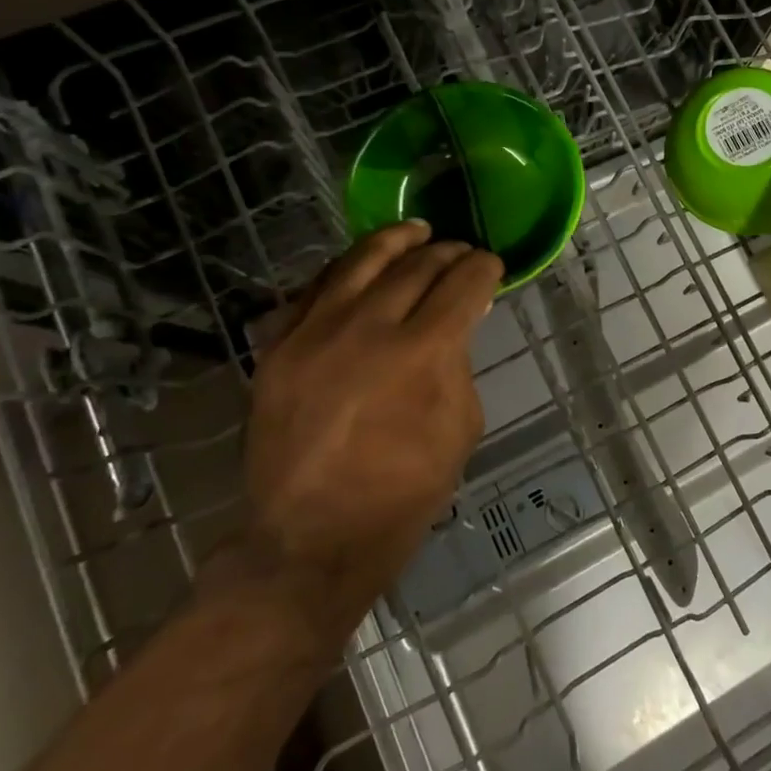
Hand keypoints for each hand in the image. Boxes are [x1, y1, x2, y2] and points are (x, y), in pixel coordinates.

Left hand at [243, 222, 502, 614]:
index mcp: (422, 352)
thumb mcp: (460, 427)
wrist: (311, 539)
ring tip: (415, 231)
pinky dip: (343, 270)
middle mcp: (367, 327)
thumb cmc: (403, 492)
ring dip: (395, 240)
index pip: (462, 284)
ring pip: (359, 261)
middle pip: (415, 265)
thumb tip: (458, 322)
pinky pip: (313, 289)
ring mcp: (315, 333)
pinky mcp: (278, 347)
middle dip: (447, 252)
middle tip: (461, 253)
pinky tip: (360, 267)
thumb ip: (459, 363)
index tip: (491, 265)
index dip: (483, 267)